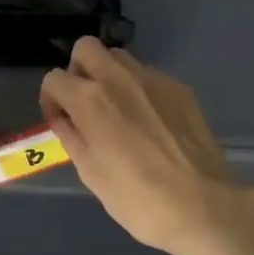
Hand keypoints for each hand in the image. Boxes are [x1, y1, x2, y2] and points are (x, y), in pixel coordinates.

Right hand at [40, 38, 241, 254]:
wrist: (203, 207)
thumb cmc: (137, 198)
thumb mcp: (91, 174)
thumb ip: (71, 137)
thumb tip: (62, 119)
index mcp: (90, 100)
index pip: (54, 78)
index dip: (50, 99)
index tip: (60, 121)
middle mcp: (119, 78)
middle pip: (87, 48)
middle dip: (78, 69)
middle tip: (84, 102)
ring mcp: (153, 80)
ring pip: (119, 57)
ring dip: (109, 75)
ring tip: (117, 109)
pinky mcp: (180, 89)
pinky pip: (149, 75)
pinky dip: (139, 89)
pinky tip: (150, 121)